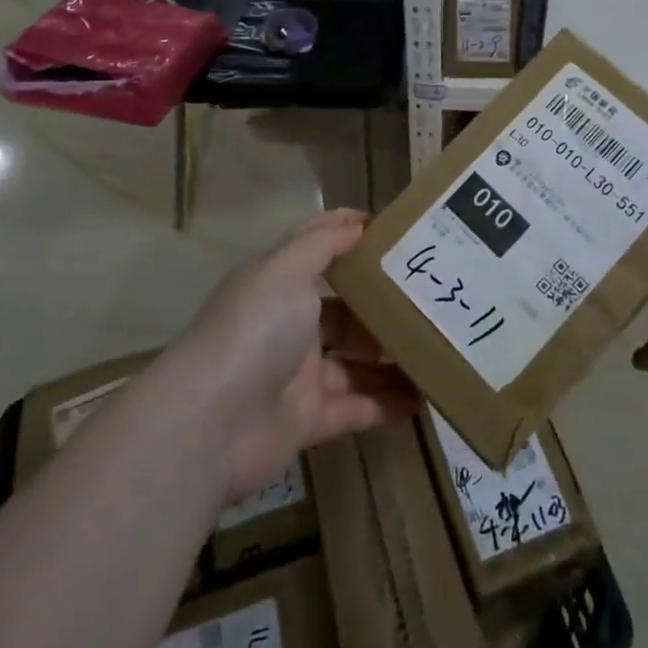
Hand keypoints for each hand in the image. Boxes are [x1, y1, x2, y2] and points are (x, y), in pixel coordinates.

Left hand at [185, 209, 420, 501]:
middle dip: (383, 307)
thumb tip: (357, 222)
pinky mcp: (307, 420)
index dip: (352, 236)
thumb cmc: (254, 330)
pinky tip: (422, 399)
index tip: (397, 233)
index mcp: (278, 284)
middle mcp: (288, 324)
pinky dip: (386, 404)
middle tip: (431, 300)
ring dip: (391, 359)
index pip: (319, 249)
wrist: (211, 424)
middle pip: (345, 310)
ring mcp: (298, 374)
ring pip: (355, 362)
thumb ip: (321, 243)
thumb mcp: (285, 270)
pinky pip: (356, 407)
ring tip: (436, 350)